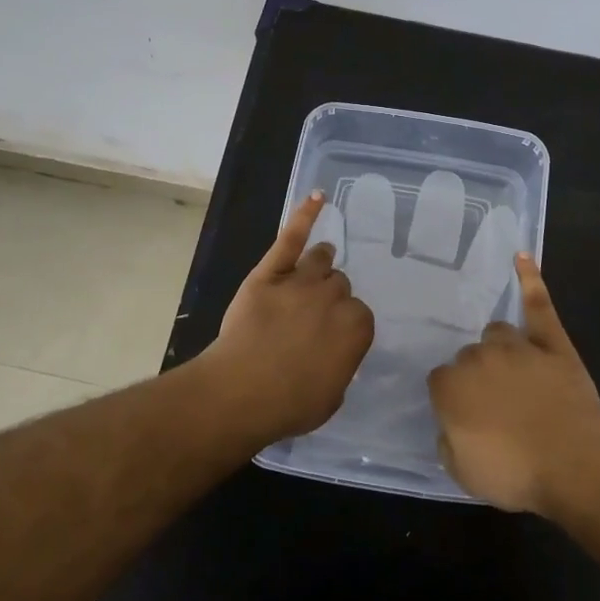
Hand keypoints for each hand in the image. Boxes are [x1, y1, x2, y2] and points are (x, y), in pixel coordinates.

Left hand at [211, 192, 374, 439]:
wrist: (240, 392)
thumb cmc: (288, 404)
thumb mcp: (331, 396)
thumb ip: (341, 365)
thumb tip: (337, 353)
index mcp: (356, 328)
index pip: (359, 315)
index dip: (344, 326)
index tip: (331, 339)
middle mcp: (334, 298)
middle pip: (339, 285)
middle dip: (330, 298)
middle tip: (313, 317)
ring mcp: (301, 280)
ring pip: (321, 261)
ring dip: (321, 264)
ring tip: (318, 265)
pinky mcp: (270, 272)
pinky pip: (291, 237)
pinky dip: (305, 215)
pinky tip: (317, 197)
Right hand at [428, 254, 599, 512]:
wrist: (574, 463)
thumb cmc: (515, 472)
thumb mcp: (463, 473)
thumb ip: (448, 440)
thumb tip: (450, 424)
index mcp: (451, 386)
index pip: (440, 382)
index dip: (453, 401)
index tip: (467, 418)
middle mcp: (478, 357)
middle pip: (469, 357)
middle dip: (478, 377)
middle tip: (496, 406)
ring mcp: (516, 345)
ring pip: (497, 332)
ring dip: (500, 349)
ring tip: (513, 372)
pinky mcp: (551, 341)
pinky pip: (537, 303)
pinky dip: (530, 279)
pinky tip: (521, 256)